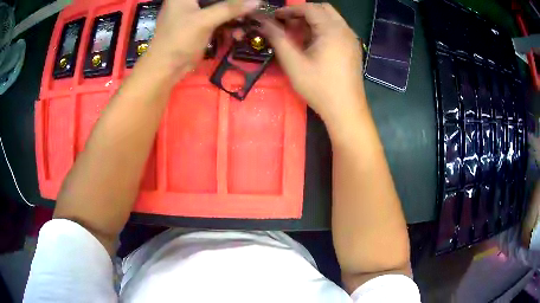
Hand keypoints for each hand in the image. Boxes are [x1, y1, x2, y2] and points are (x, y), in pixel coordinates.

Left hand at [144, 0, 259, 77]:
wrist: (165, 69)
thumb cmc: (179, 39)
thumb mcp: (205, 20)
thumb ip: (230, 8)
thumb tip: (257, 1)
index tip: (244, 2)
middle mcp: (189, 1)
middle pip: (217, 0)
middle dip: (234, 5)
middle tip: (249, 11)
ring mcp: (194, 13)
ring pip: (219, 9)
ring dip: (234, 17)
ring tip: (245, 25)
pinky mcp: (198, 25)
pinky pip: (218, 20)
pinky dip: (228, 26)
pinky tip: (237, 34)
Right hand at [261, 4, 364, 122]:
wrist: (346, 110)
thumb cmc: (319, 87)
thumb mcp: (293, 63)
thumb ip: (277, 38)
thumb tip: (263, 23)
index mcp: (332, 29)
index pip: (309, 8)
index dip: (289, 10)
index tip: (274, 17)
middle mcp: (345, 29)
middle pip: (323, 9)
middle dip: (303, 12)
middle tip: (287, 24)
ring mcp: (352, 39)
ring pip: (331, 18)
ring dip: (313, 20)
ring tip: (298, 34)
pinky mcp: (353, 48)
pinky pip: (337, 29)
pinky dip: (323, 29)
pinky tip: (313, 44)